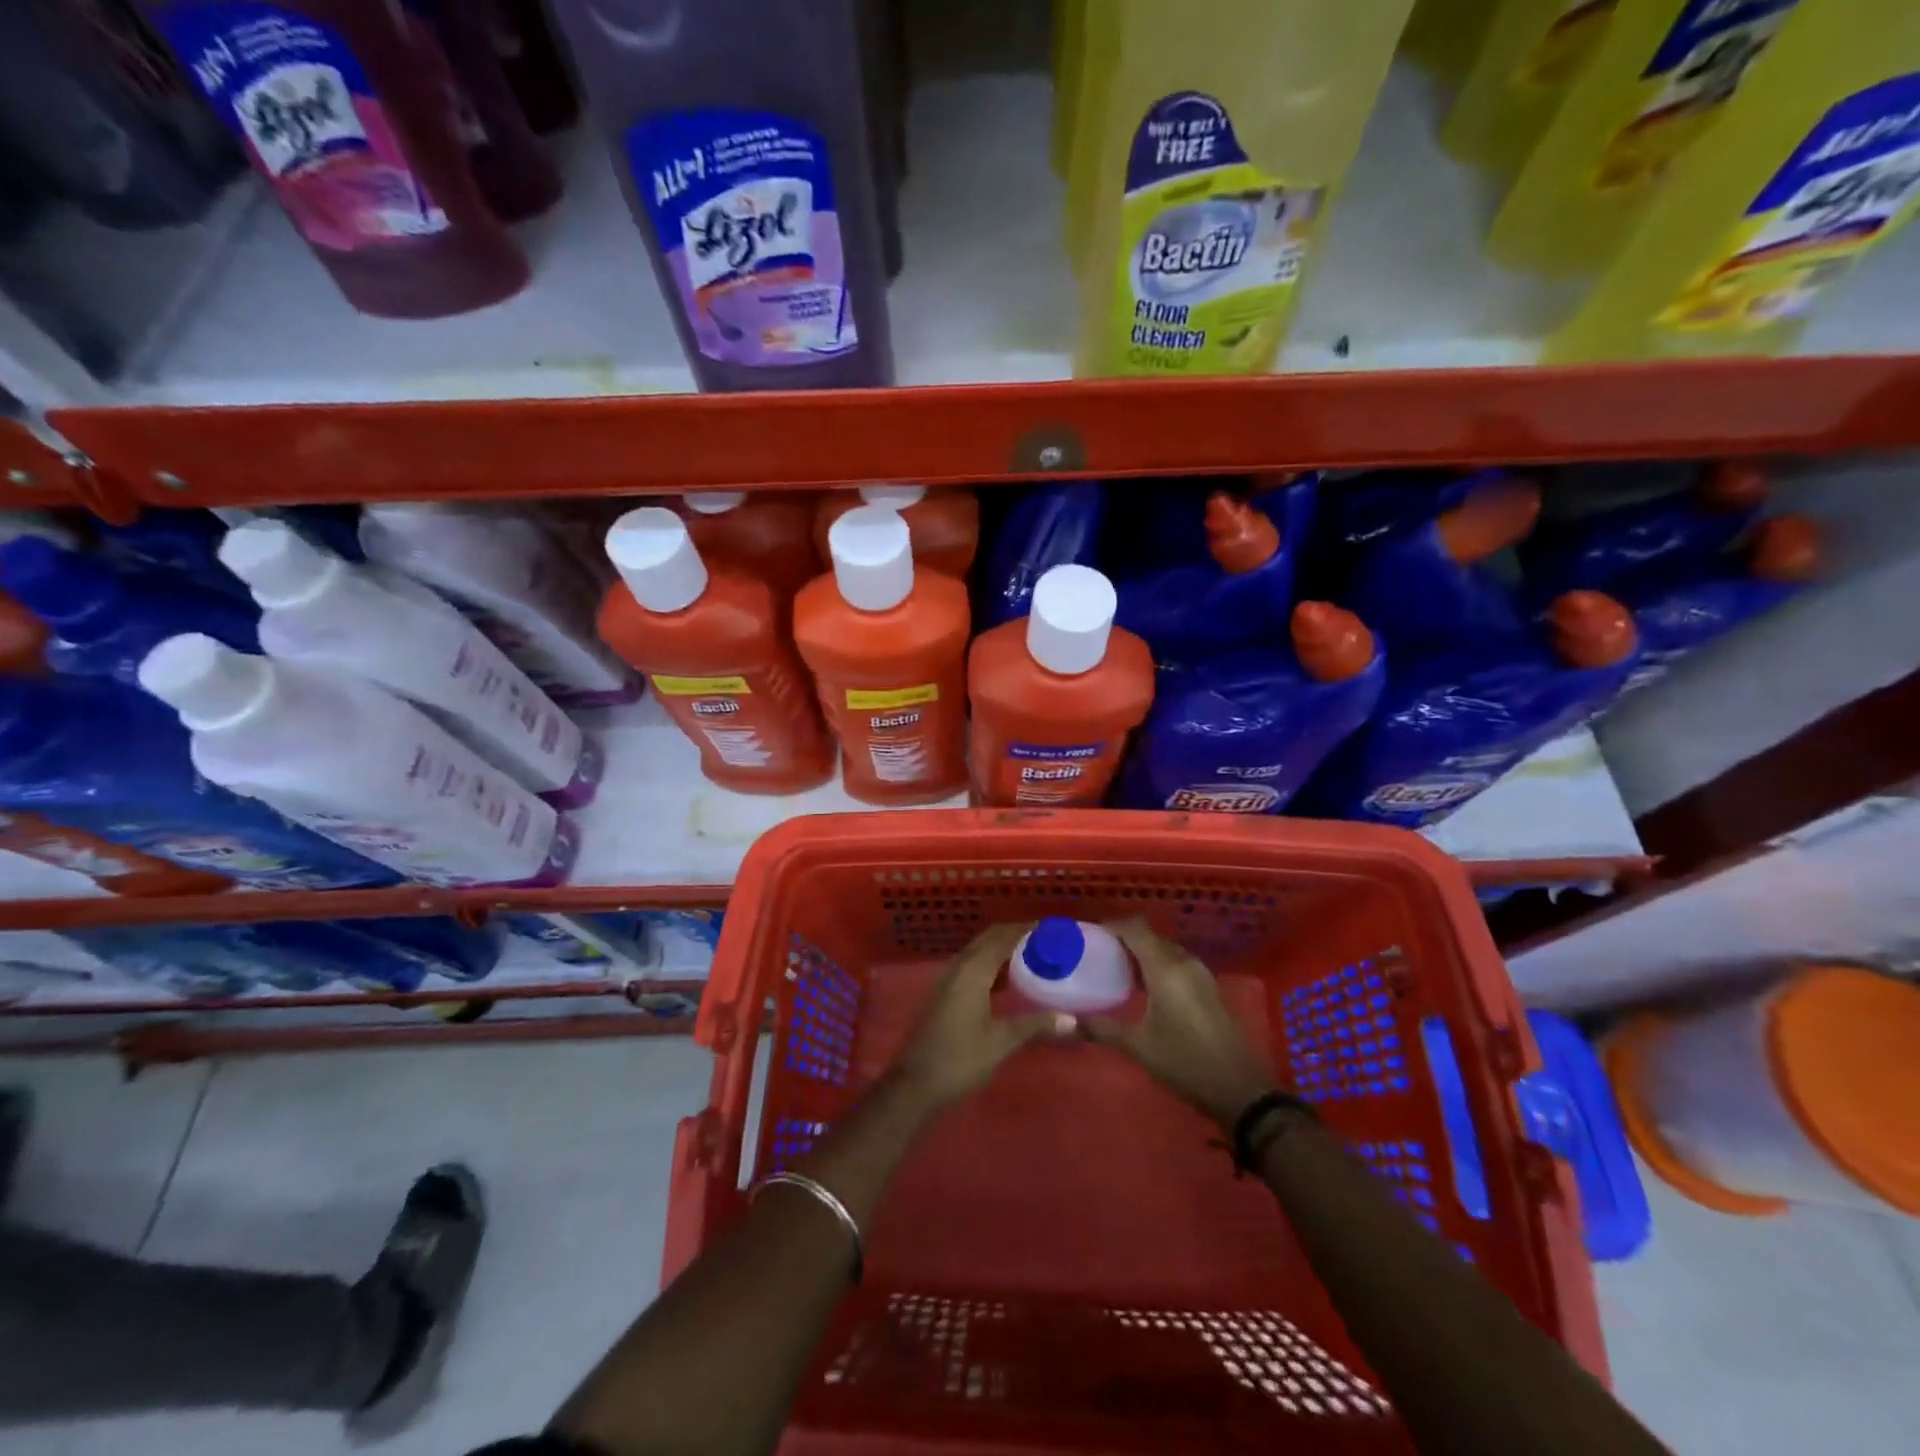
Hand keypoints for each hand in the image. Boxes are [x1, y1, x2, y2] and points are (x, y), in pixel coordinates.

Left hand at [894, 924, 1074, 1112]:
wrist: (916, 1083)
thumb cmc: (960, 1060)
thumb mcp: (1001, 1042)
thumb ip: (1035, 1025)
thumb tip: (1071, 1019)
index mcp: (973, 971)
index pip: (1003, 938)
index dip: (1026, 929)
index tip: (1051, 928)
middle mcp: (959, 967)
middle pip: (989, 939)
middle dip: (1015, 934)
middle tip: (1045, 940)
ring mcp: (948, 979)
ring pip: (979, 951)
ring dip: (1002, 948)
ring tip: (1031, 955)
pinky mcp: (945, 993)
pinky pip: (971, 966)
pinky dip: (991, 964)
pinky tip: (1007, 980)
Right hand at [1082, 919, 1277, 1126]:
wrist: (1241, 1090)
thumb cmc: (1186, 1063)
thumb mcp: (1139, 1046)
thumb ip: (1101, 1028)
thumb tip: (1068, 1021)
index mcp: (1166, 968)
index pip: (1136, 928)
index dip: (1112, 926)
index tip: (1090, 936)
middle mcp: (1185, 963)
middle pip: (1150, 937)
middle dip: (1124, 940)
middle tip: (1099, 955)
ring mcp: (1201, 974)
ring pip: (1166, 950)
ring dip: (1142, 953)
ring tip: (1117, 971)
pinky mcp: (1210, 988)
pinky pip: (1178, 963)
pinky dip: (1158, 966)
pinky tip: (1145, 989)